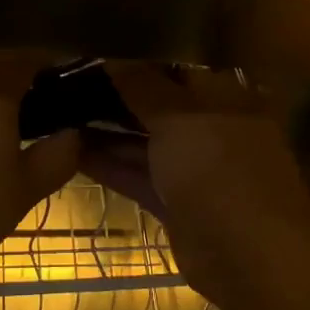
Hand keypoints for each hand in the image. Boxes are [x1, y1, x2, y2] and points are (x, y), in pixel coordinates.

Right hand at [80, 63, 309, 308]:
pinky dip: (110, 165)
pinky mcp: (177, 203)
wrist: (250, 257)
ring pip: (146, 142)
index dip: (137, 59)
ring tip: (59, 115)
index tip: (95, 51)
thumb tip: (114, 56)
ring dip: (107, 131)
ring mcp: (195, 169)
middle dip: (117, 96)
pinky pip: (139, 176)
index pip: (176, 67)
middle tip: (68, 83)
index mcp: (224, 98)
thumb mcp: (178, 117)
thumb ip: (143, 85)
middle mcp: (211, 128)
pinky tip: (72, 151)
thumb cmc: (219, 169)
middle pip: (158, 105)